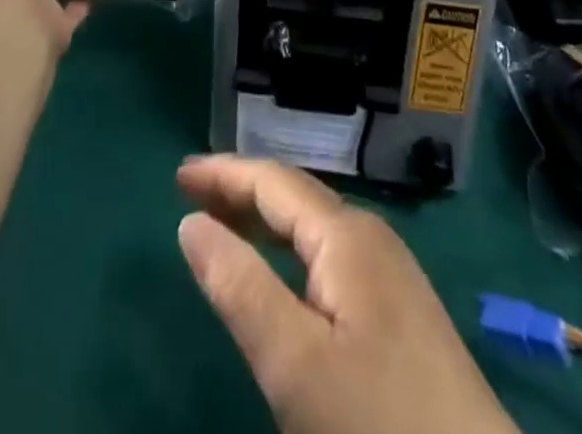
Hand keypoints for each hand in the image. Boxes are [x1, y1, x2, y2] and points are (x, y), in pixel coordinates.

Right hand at [177, 155, 517, 433]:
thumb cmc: (379, 428)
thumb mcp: (295, 365)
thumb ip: (239, 287)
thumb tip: (190, 222)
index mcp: (347, 236)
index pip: (274, 181)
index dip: (224, 173)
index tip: (178, 175)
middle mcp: (372, 239)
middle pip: (296, 195)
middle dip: (242, 190)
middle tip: (191, 196)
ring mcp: (393, 276)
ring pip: (315, 227)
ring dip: (266, 220)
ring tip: (225, 226)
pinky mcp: (403, 314)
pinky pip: (332, 256)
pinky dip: (293, 251)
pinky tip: (282, 277)